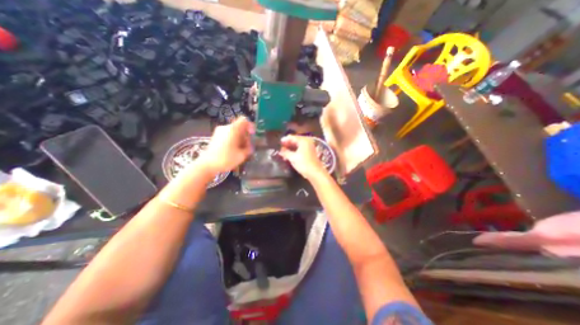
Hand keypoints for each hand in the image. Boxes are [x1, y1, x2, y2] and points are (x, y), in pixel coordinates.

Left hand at [197, 117, 253, 174]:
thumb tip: (249, 146)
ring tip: (239, 151)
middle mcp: (225, 128)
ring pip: (234, 132)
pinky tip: (233, 151)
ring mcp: (219, 132)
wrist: (207, 165)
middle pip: (239, 127)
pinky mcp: (215, 137)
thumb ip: (248, 148)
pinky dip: (233, 141)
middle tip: (246, 147)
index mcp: (233, 129)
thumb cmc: (226, 159)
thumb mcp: (242, 155)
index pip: (244, 120)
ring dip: (239, 140)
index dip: (250, 126)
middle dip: (245, 136)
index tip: (252, 135)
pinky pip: (228, 135)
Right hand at [277, 134, 325, 180]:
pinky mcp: (310, 152)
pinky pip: (301, 149)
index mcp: (303, 141)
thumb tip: (280, 150)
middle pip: (295, 140)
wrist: (315, 173)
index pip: (292, 137)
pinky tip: (290, 155)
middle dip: (287, 144)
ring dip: (291, 148)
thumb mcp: (293, 158)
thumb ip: (285, 152)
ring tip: (284, 153)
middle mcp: (307, 142)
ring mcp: (310, 147)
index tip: (278, 143)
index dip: (285, 140)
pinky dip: (295, 151)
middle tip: (280, 148)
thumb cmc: (304, 164)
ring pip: (298, 145)